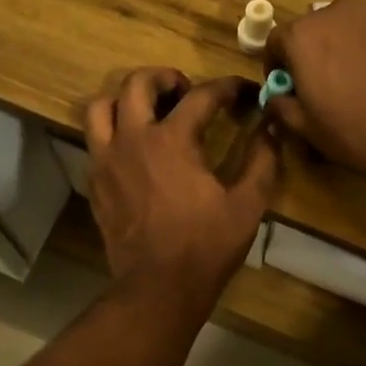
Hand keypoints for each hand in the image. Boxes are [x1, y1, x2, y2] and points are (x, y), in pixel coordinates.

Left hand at [85, 69, 280, 308]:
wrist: (158, 288)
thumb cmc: (206, 246)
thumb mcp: (247, 205)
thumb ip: (262, 160)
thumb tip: (271, 129)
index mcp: (172, 140)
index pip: (202, 96)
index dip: (228, 88)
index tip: (244, 92)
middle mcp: (132, 140)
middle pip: (137, 84)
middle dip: (165, 78)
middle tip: (185, 91)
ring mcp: (106, 161)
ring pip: (101, 107)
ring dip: (126, 99)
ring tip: (148, 112)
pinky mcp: (94, 183)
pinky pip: (94, 141)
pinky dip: (112, 132)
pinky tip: (134, 149)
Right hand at [265, 0, 365, 182]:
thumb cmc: (358, 133)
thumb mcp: (308, 130)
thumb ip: (282, 108)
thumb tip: (276, 99)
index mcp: (303, 36)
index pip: (277, 41)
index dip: (278, 66)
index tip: (287, 87)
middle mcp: (337, 11)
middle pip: (315, 29)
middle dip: (314, 53)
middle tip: (325, 85)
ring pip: (350, 26)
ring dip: (347, 46)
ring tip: (360, 79)